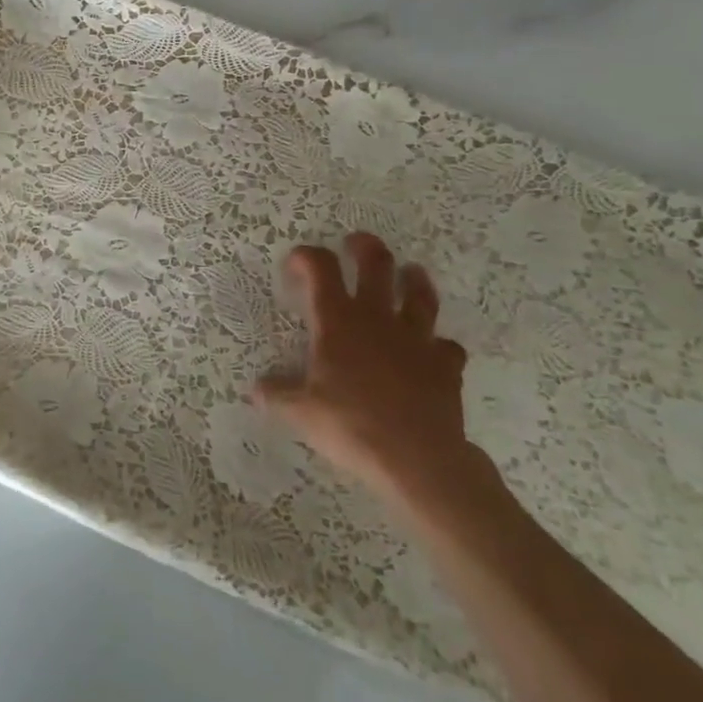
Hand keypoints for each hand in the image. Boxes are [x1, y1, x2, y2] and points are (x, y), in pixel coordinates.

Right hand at [255, 233, 483, 506]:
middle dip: (364, 248)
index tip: (296, 261)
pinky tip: (433, 351)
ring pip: (419, 295)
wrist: (417, 458)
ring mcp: (416, 339)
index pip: (321, 268)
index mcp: (338, 321)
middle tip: (356, 243)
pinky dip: (438, 345)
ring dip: (413, 280)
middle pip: (376, 265)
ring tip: (410, 273)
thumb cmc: (351, 425)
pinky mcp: (445, 365)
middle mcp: (377, 319)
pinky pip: (446, 347)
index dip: (307, 256)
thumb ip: (277, 395)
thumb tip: (256, 389)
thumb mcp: (301, 412)